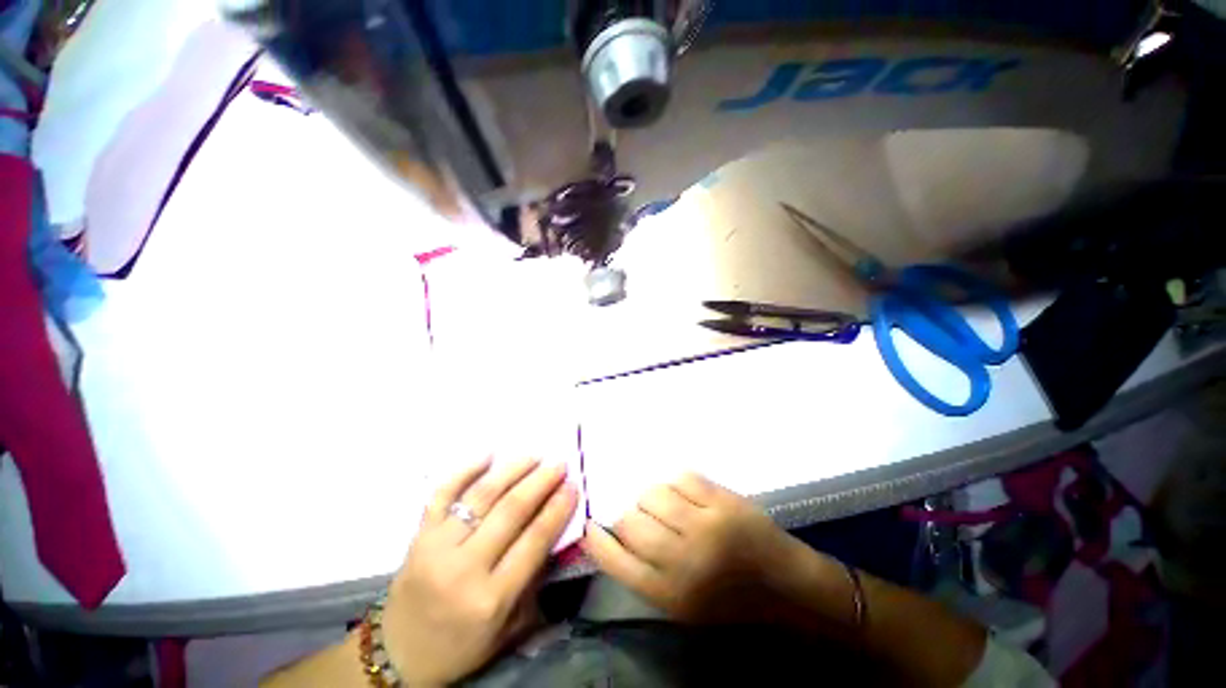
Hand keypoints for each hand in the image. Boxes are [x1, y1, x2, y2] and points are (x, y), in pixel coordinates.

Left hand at [381, 457, 577, 685]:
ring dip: (512, 471)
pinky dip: (465, 470)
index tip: (573, 485)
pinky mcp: (418, 536)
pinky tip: (487, 454)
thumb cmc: (461, 646)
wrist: (397, 655)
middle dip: (540, 482)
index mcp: (491, 598)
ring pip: (481, 496)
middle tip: (559, 464)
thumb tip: (553, 530)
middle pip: (510, 511)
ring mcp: (436, 547)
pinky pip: (442, 494)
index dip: (557, 509)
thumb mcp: (508, 629)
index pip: (533, 541)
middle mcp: (464, 568)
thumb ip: (533, 581)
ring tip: (534, 456)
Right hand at [582, 472, 810, 623]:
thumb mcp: (681, 602)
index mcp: (669, 593)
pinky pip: (682, 477)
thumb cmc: (728, 599)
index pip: (615, 560)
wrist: (784, 586)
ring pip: (654, 493)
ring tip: (668, 504)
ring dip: (654, 496)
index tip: (590, 525)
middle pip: (630, 521)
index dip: (596, 540)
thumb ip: (645, 570)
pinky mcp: (723, 502)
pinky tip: (688, 494)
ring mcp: (705, 526)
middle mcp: (682, 560)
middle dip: (630, 515)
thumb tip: (613, 531)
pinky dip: (678, 483)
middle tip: (643, 516)